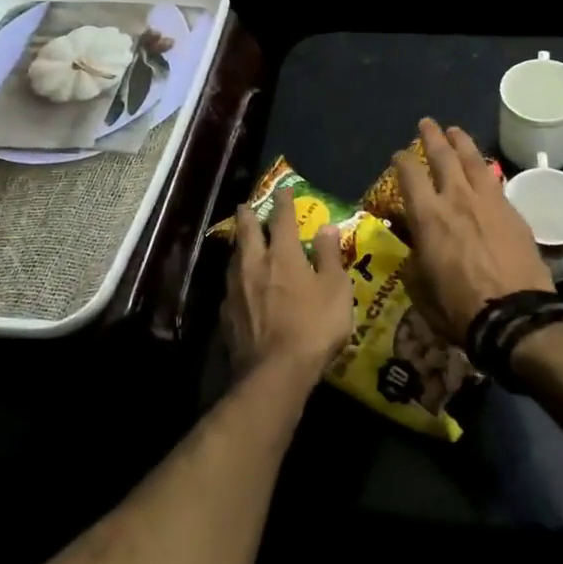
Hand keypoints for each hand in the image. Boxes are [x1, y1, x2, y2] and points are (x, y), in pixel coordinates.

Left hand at [222, 186, 353, 382]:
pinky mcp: (226, 315)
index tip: (284, 190)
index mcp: (283, 255)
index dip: (284, 202)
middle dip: (247, 216)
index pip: (282, 219)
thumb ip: (329, 256)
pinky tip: (240, 286)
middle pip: (247, 232)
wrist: (275, 372)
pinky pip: (231, 287)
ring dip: (239, 246)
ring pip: (234, 258)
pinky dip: (237, 278)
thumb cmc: (314, 327)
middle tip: (246, 206)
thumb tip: (327, 227)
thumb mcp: (336, 289)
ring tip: (242, 243)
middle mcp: (254, 265)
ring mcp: (236, 290)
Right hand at [391, 118, 553, 345]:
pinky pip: (495, 179)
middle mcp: (456, 199)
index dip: (401, 162)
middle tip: (427, 123)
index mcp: (428, 217)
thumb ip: (413, 261)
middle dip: (432, 137)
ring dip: (462, 142)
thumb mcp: (421, 288)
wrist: (515, 314)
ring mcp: (488, 201)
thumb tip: (412, 247)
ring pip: (473, 160)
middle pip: (443, 156)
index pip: (410, 176)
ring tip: (456, 131)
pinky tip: (484, 168)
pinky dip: (484, 168)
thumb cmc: (460, 307)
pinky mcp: (512, 211)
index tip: (398, 156)